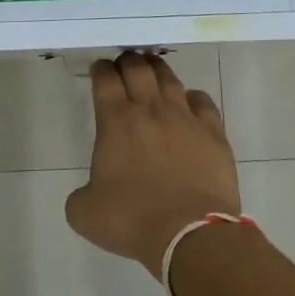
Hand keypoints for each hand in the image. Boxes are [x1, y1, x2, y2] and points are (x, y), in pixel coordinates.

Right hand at [65, 52, 241, 273]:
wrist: (190, 235)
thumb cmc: (132, 220)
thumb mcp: (85, 213)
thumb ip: (81, 194)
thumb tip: (90, 191)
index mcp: (116, 121)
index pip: (105, 79)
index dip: (101, 69)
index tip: (99, 69)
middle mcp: (150, 110)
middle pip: (138, 68)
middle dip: (128, 61)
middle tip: (124, 64)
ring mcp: (185, 118)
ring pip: (169, 78)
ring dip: (157, 69)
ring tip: (152, 69)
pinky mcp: (213, 133)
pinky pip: (202, 101)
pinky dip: (192, 97)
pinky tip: (189, 102)